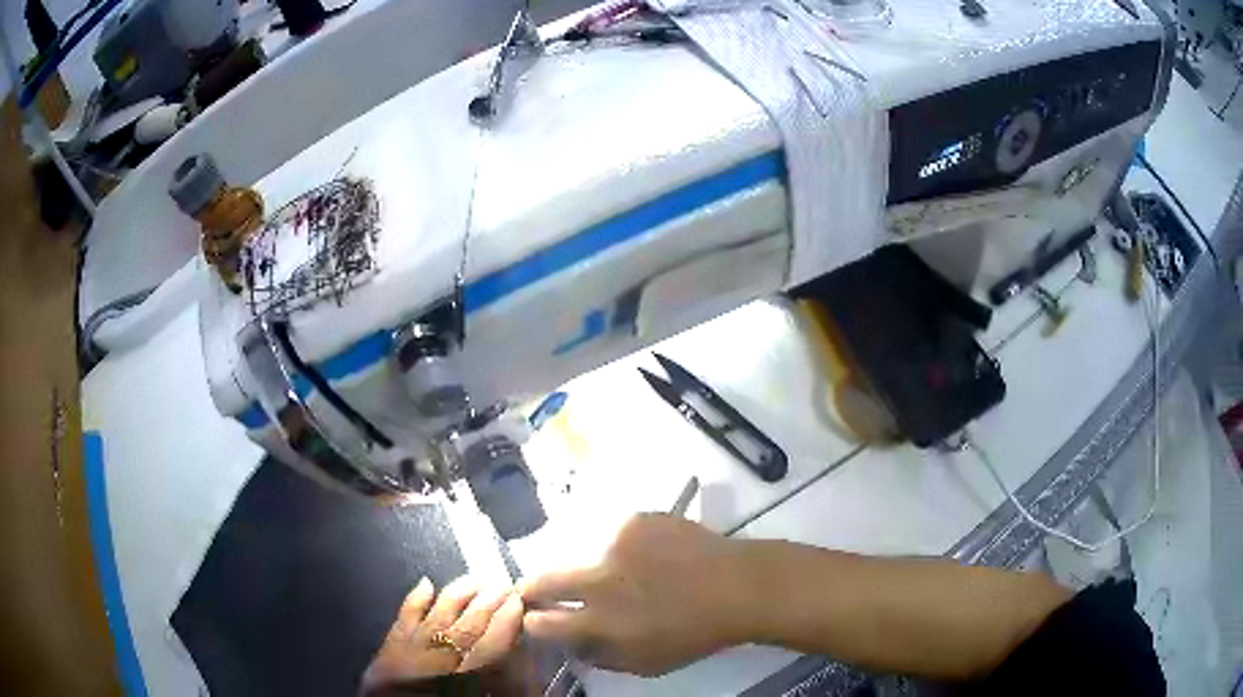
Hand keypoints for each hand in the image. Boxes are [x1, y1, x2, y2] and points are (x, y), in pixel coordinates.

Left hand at [361, 577, 523, 690]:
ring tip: (476, 579)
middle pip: (467, 625)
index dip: (507, 622)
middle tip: (505, 584)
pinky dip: (416, 598)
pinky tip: (426, 583)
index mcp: (464, 677)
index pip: (491, 645)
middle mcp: (438, 657)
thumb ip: (502, 684)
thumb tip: (519, 658)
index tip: (519, 601)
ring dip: (459, 595)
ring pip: (439, 615)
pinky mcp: (391, 643)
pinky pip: (404, 615)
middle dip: (488, 603)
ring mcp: (411, 646)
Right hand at [520, 514, 757, 676]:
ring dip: (589, 567)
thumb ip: (599, 656)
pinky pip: (614, 536)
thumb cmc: (694, 634)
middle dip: (533, 588)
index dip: (533, 622)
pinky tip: (651, 554)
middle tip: (538, 591)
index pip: (540, 623)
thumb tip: (570, 643)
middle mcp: (597, 581)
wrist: (739, 586)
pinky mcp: (634, 521)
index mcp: (599, 622)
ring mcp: (614, 545)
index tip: (537, 619)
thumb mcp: (645, 664)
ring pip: (580, 556)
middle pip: (542, 581)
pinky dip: (624, 547)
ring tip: (623, 574)